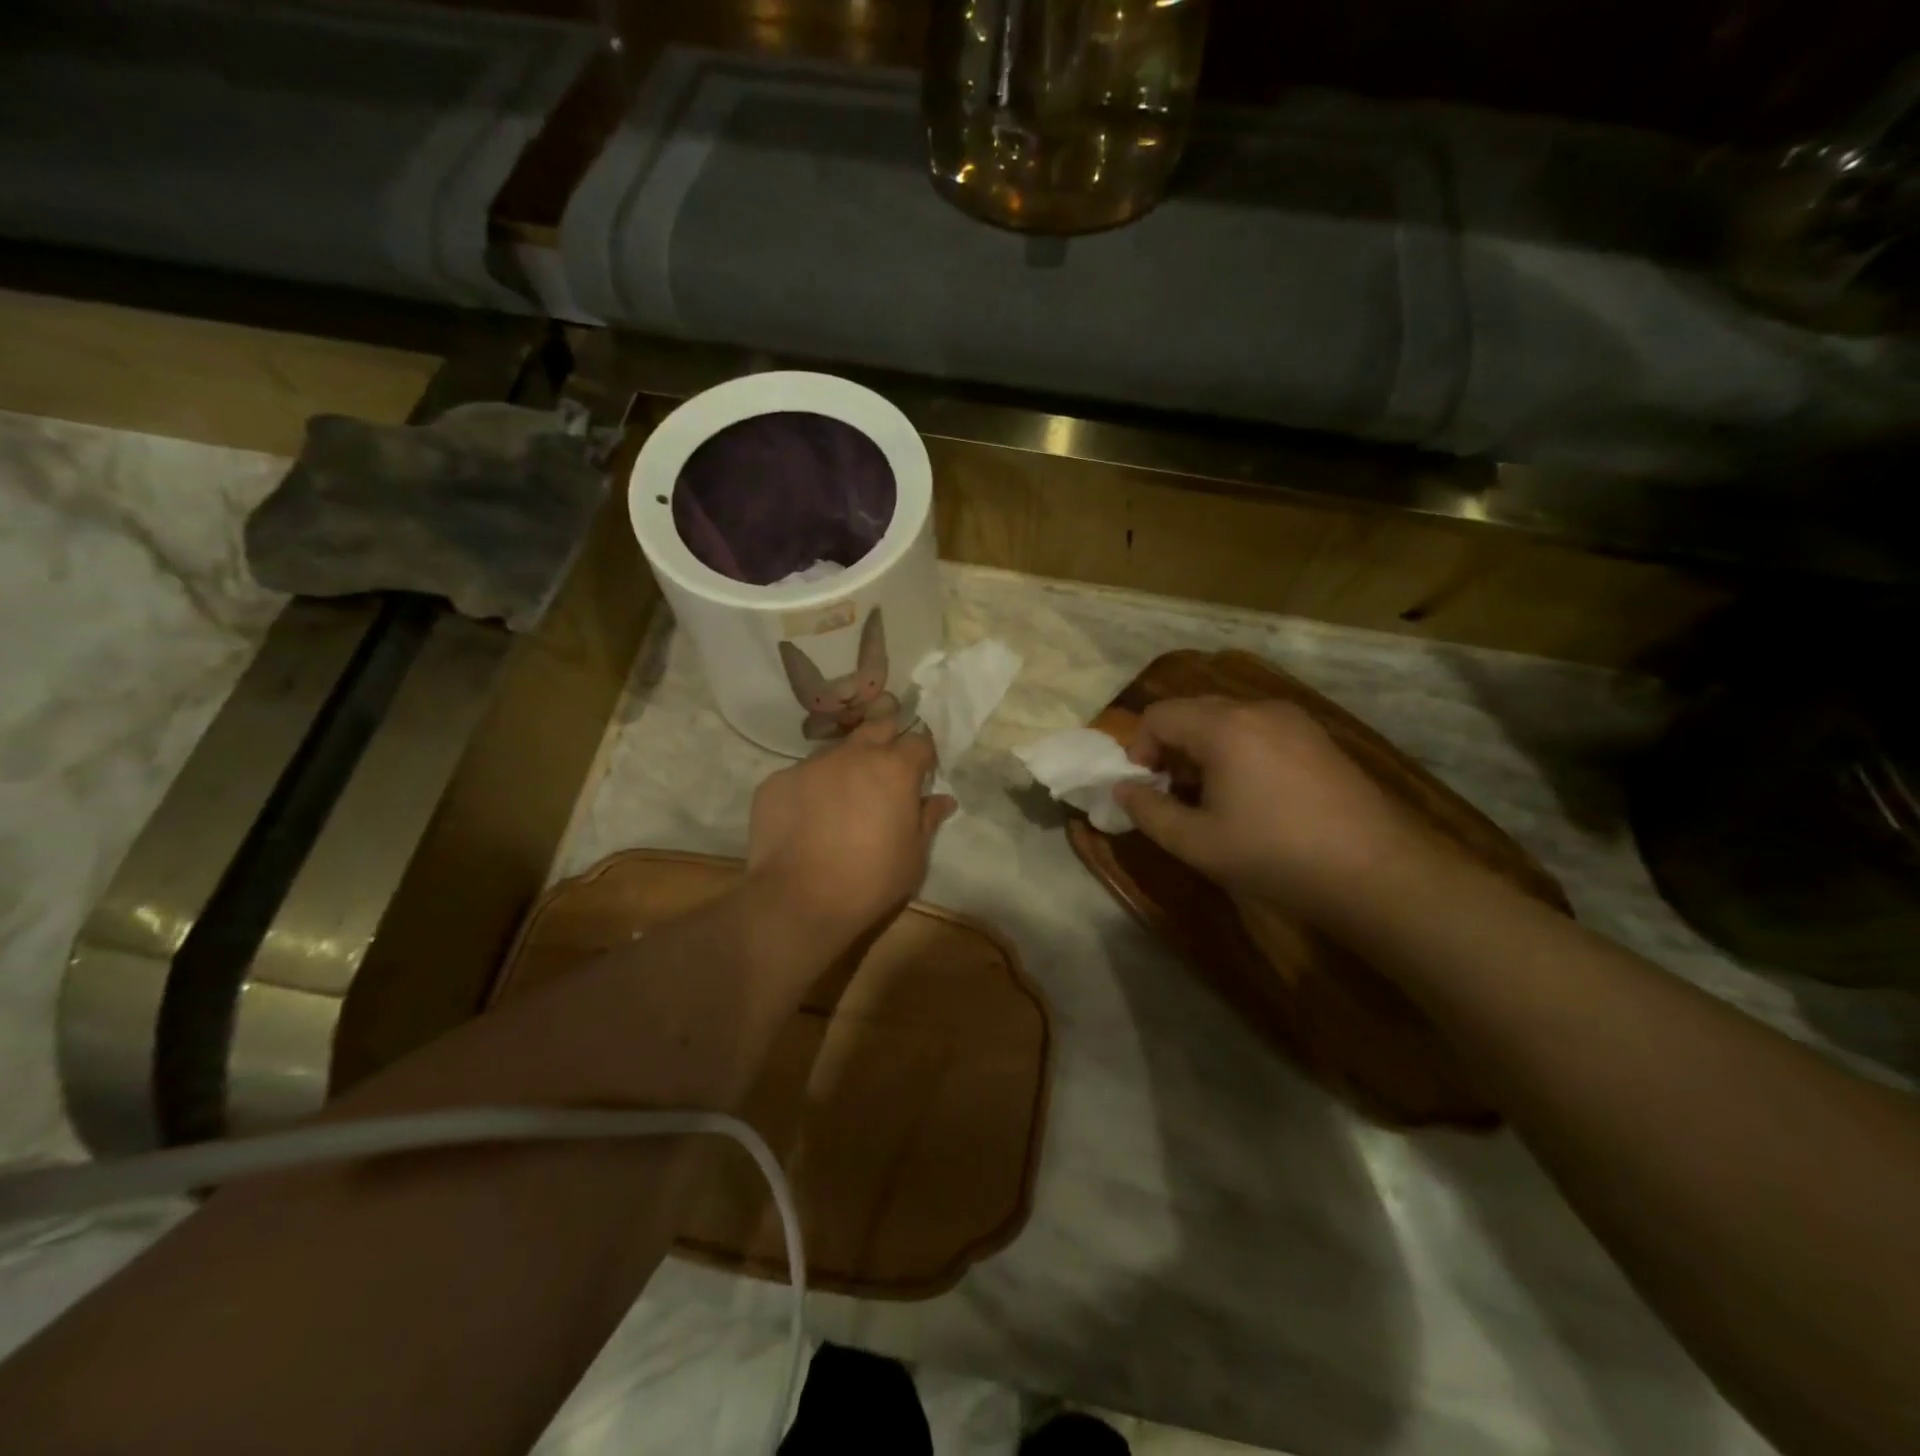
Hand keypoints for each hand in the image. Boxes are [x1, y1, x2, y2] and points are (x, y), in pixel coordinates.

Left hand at [747, 718, 956, 948]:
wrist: (799, 901)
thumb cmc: (870, 880)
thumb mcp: (914, 856)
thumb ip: (927, 820)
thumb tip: (943, 800)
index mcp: (894, 769)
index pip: (918, 741)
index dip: (922, 755)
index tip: (920, 773)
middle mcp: (853, 755)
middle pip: (876, 728)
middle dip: (886, 741)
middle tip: (886, 771)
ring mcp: (811, 765)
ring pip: (836, 753)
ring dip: (845, 768)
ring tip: (841, 802)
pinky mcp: (777, 781)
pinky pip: (801, 777)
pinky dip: (810, 791)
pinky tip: (806, 821)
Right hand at [1113, 696, 1429, 923]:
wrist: (1376, 871)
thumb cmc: (1275, 855)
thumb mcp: (1197, 843)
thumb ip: (1149, 812)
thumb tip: (1123, 789)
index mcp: (1223, 727)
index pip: (1158, 715)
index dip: (1139, 749)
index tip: (1147, 789)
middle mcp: (1257, 709)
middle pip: (1192, 710)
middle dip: (1171, 747)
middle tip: (1175, 793)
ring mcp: (1294, 719)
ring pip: (1227, 718)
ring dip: (1204, 748)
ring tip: (1213, 797)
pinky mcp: (1318, 737)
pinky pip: (1259, 728)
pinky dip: (1238, 749)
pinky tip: (1254, 794)